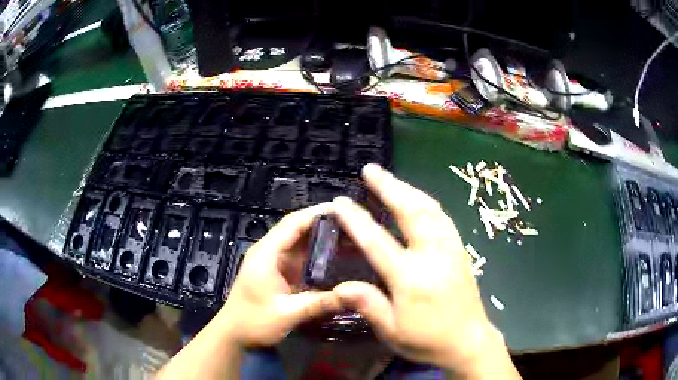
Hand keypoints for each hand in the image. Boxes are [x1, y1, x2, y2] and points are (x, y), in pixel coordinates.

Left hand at [157, 204, 342, 378]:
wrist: (234, 334)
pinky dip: (318, 254)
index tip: (343, 209)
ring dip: (323, 238)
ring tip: (352, 236)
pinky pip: (301, 257)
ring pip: (301, 242)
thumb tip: (352, 294)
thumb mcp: (287, 314)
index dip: (316, 213)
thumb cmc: (253, 322)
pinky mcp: (280, 273)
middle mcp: (270, 252)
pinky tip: (337, 256)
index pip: (292, 224)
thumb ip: (318, 303)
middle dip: (324, 223)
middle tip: (355, 223)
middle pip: (298, 229)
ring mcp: (275, 262)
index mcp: (266, 254)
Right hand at [332, 164, 519, 378]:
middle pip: (411, 211)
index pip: (377, 241)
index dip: (356, 219)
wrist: (469, 341)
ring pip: (430, 209)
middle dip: (389, 187)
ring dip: (408, 189)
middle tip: (371, 169)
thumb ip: (368, 304)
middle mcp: (433, 256)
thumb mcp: (392, 331)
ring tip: (391, 179)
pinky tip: (418, 200)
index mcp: (411, 277)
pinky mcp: (460, 251)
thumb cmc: (427, 340)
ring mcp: (451, 249)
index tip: (340, 201)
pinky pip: (443, 218)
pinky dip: (426, 203)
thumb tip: (340, 285)